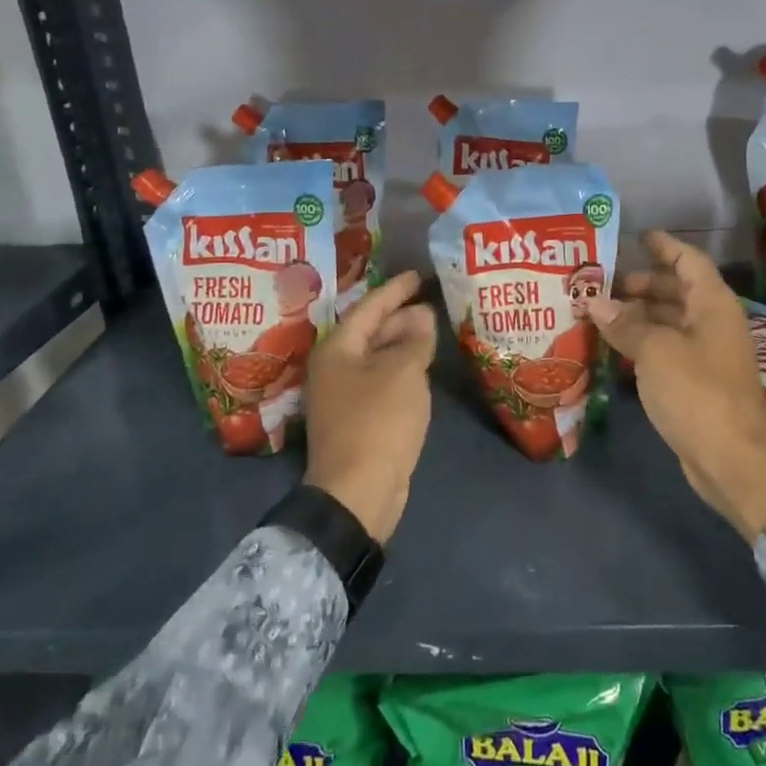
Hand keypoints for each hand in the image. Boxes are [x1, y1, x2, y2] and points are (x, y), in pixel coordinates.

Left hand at [303, 271, 437, 544]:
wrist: (358, 490)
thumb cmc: (378, 420)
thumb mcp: (403, 372)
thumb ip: (414, 339)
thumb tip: (421, 315)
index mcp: (337, 349)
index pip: (368, 308)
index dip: (394, 290)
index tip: (417, 275)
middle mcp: (334, 368)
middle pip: (369, 332)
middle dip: (399, 317)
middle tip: (430, 303)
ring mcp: (343, 396)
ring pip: (376, 358)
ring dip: (402, 344)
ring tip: (431, 331)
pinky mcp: (356, 420)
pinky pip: (380, 381)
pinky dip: (401, 369)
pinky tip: (421, 369)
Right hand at [588, 232, 765, 540]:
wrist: (732, 458)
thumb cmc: (697, 392)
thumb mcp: (656, 351)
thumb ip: (625, 324)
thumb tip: (595, 302)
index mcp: (712, 304)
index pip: (688, 261)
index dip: (663, 246)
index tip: (635, 236)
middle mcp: (712, 323)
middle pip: (677, 291)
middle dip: (641, 284)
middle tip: (601, 282)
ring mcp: (706, 354)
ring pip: (669, 322)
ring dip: (637, 315)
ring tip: (598, 312)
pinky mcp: (696, 382)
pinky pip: (666, 349)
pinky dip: (641, 343)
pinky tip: (612, 347)